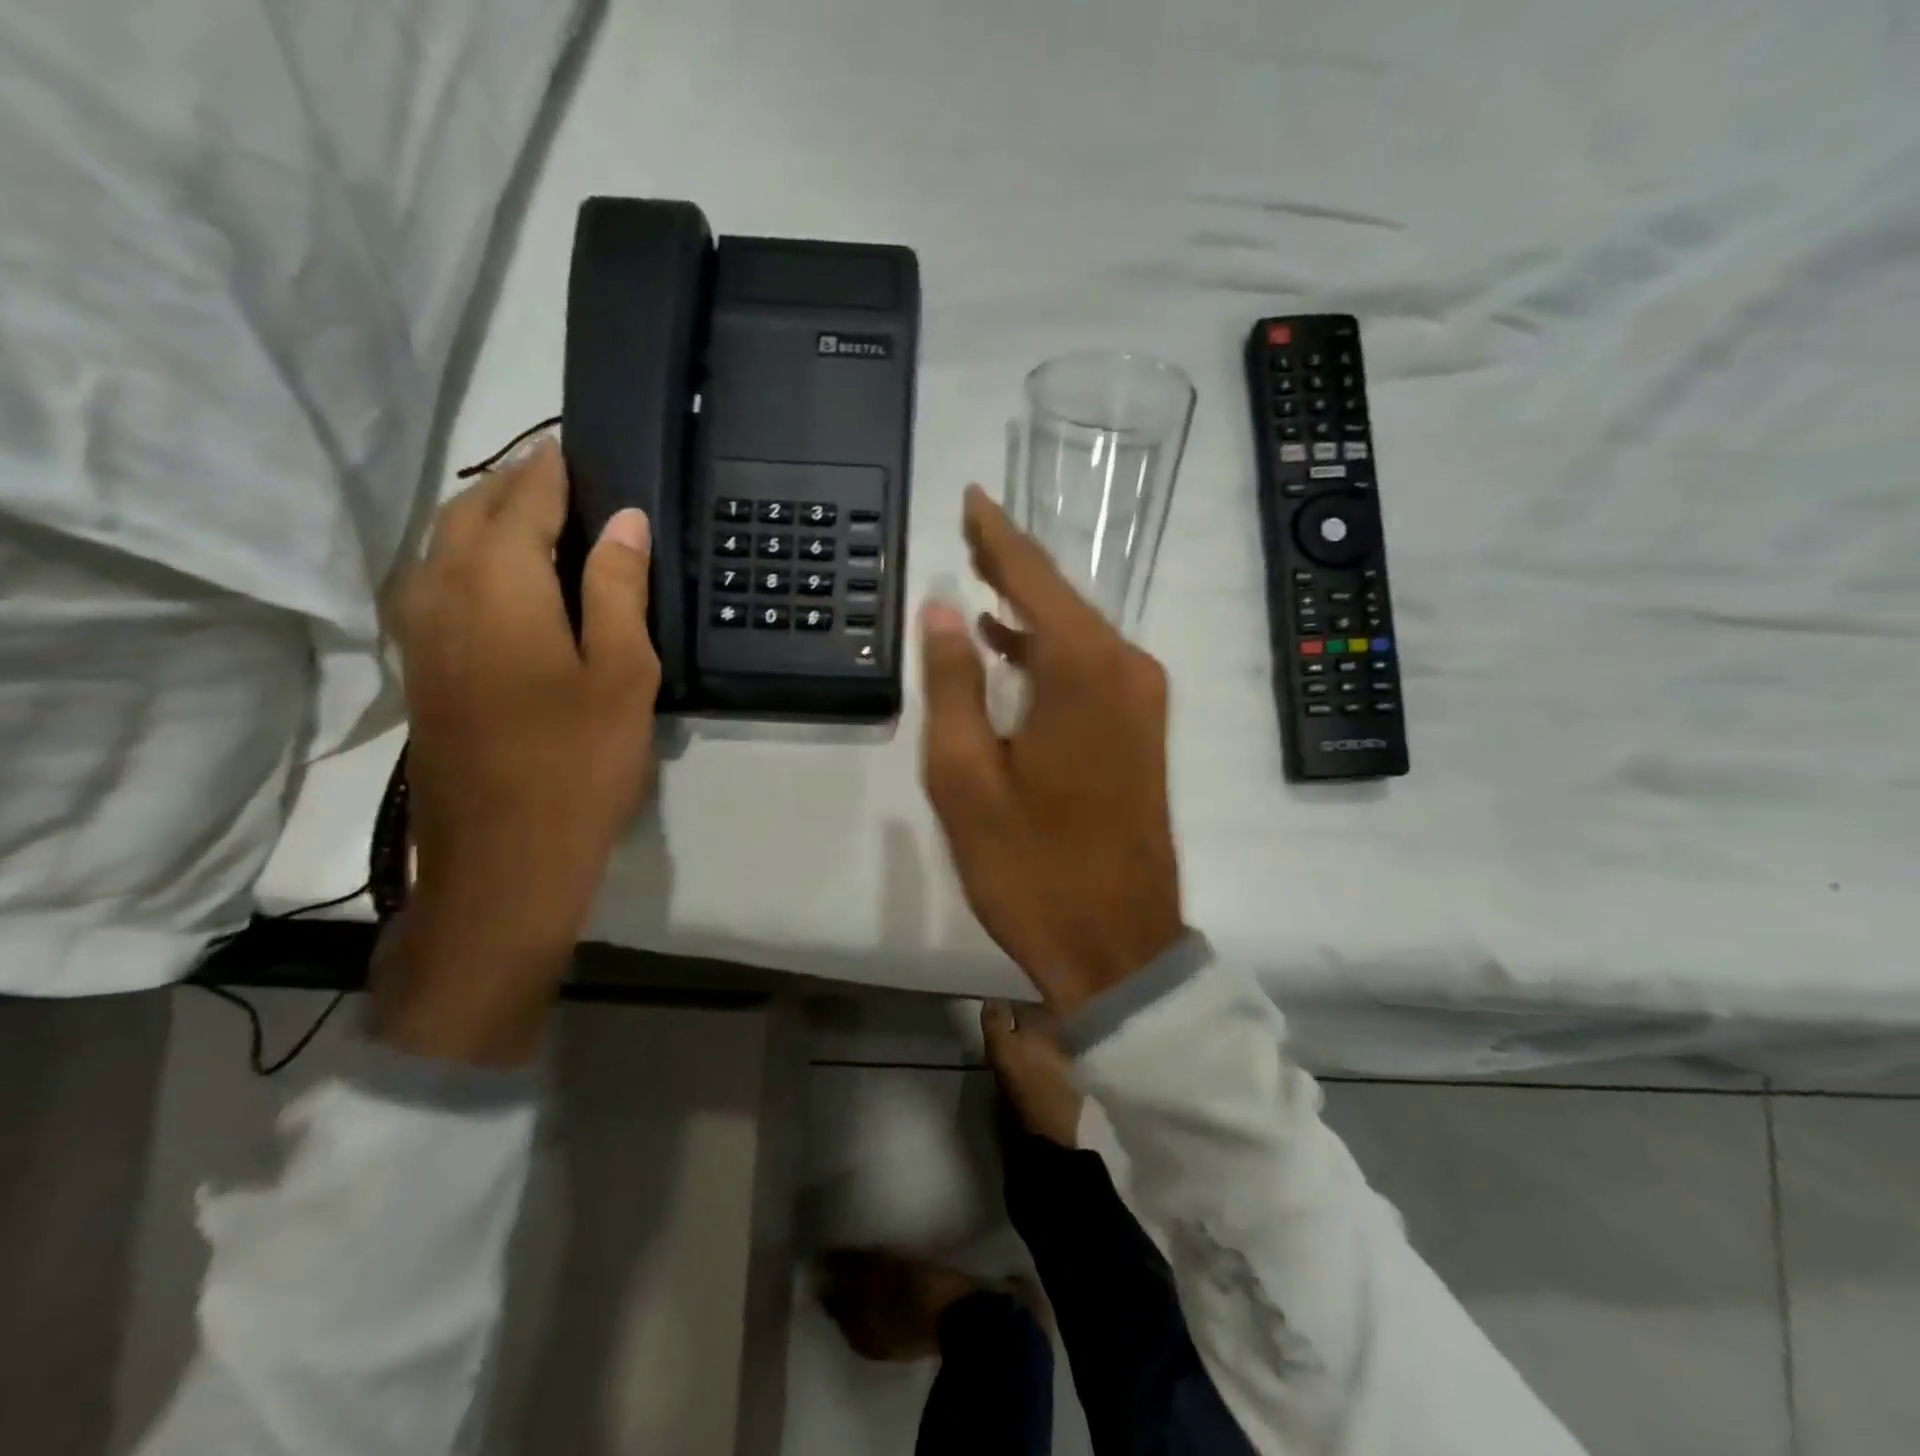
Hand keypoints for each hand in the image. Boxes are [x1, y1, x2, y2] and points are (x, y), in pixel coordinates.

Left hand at [377, 438, 659, 1064]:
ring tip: (542, 517)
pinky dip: (471, 556)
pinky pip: (437, 580)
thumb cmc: (579, 762)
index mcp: (497, 584)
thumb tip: (624, 519)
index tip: (579, 443)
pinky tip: (507, 576)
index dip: (552, 468)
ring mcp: (421, 629)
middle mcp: (441, 590)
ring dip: (488, 517)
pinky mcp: (421, 664)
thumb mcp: (622, 671)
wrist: (506, 856)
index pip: (523, 498)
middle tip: (568, 476)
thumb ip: (617, 587)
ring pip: (444, 543)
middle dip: (516, 484)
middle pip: (471, 511)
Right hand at [920, 486, 1182, 1012]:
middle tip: (969, 530)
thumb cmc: (1031, 865)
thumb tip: (941, 610)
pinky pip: (1093, 668)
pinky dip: (1051, 651)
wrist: (1116, 944)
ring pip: (1079, 633)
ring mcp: (1143, 702)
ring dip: (1030, 609)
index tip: (972, 496)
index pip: (1034, 579)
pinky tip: (1012, 651)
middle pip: (1062, 600)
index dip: (997, 535)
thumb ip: (954, 684)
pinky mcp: (1144, 732)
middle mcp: (1127, 670)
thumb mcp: (967, 778)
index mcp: (1085, 671)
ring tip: (980, 581)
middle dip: (1013, 565)